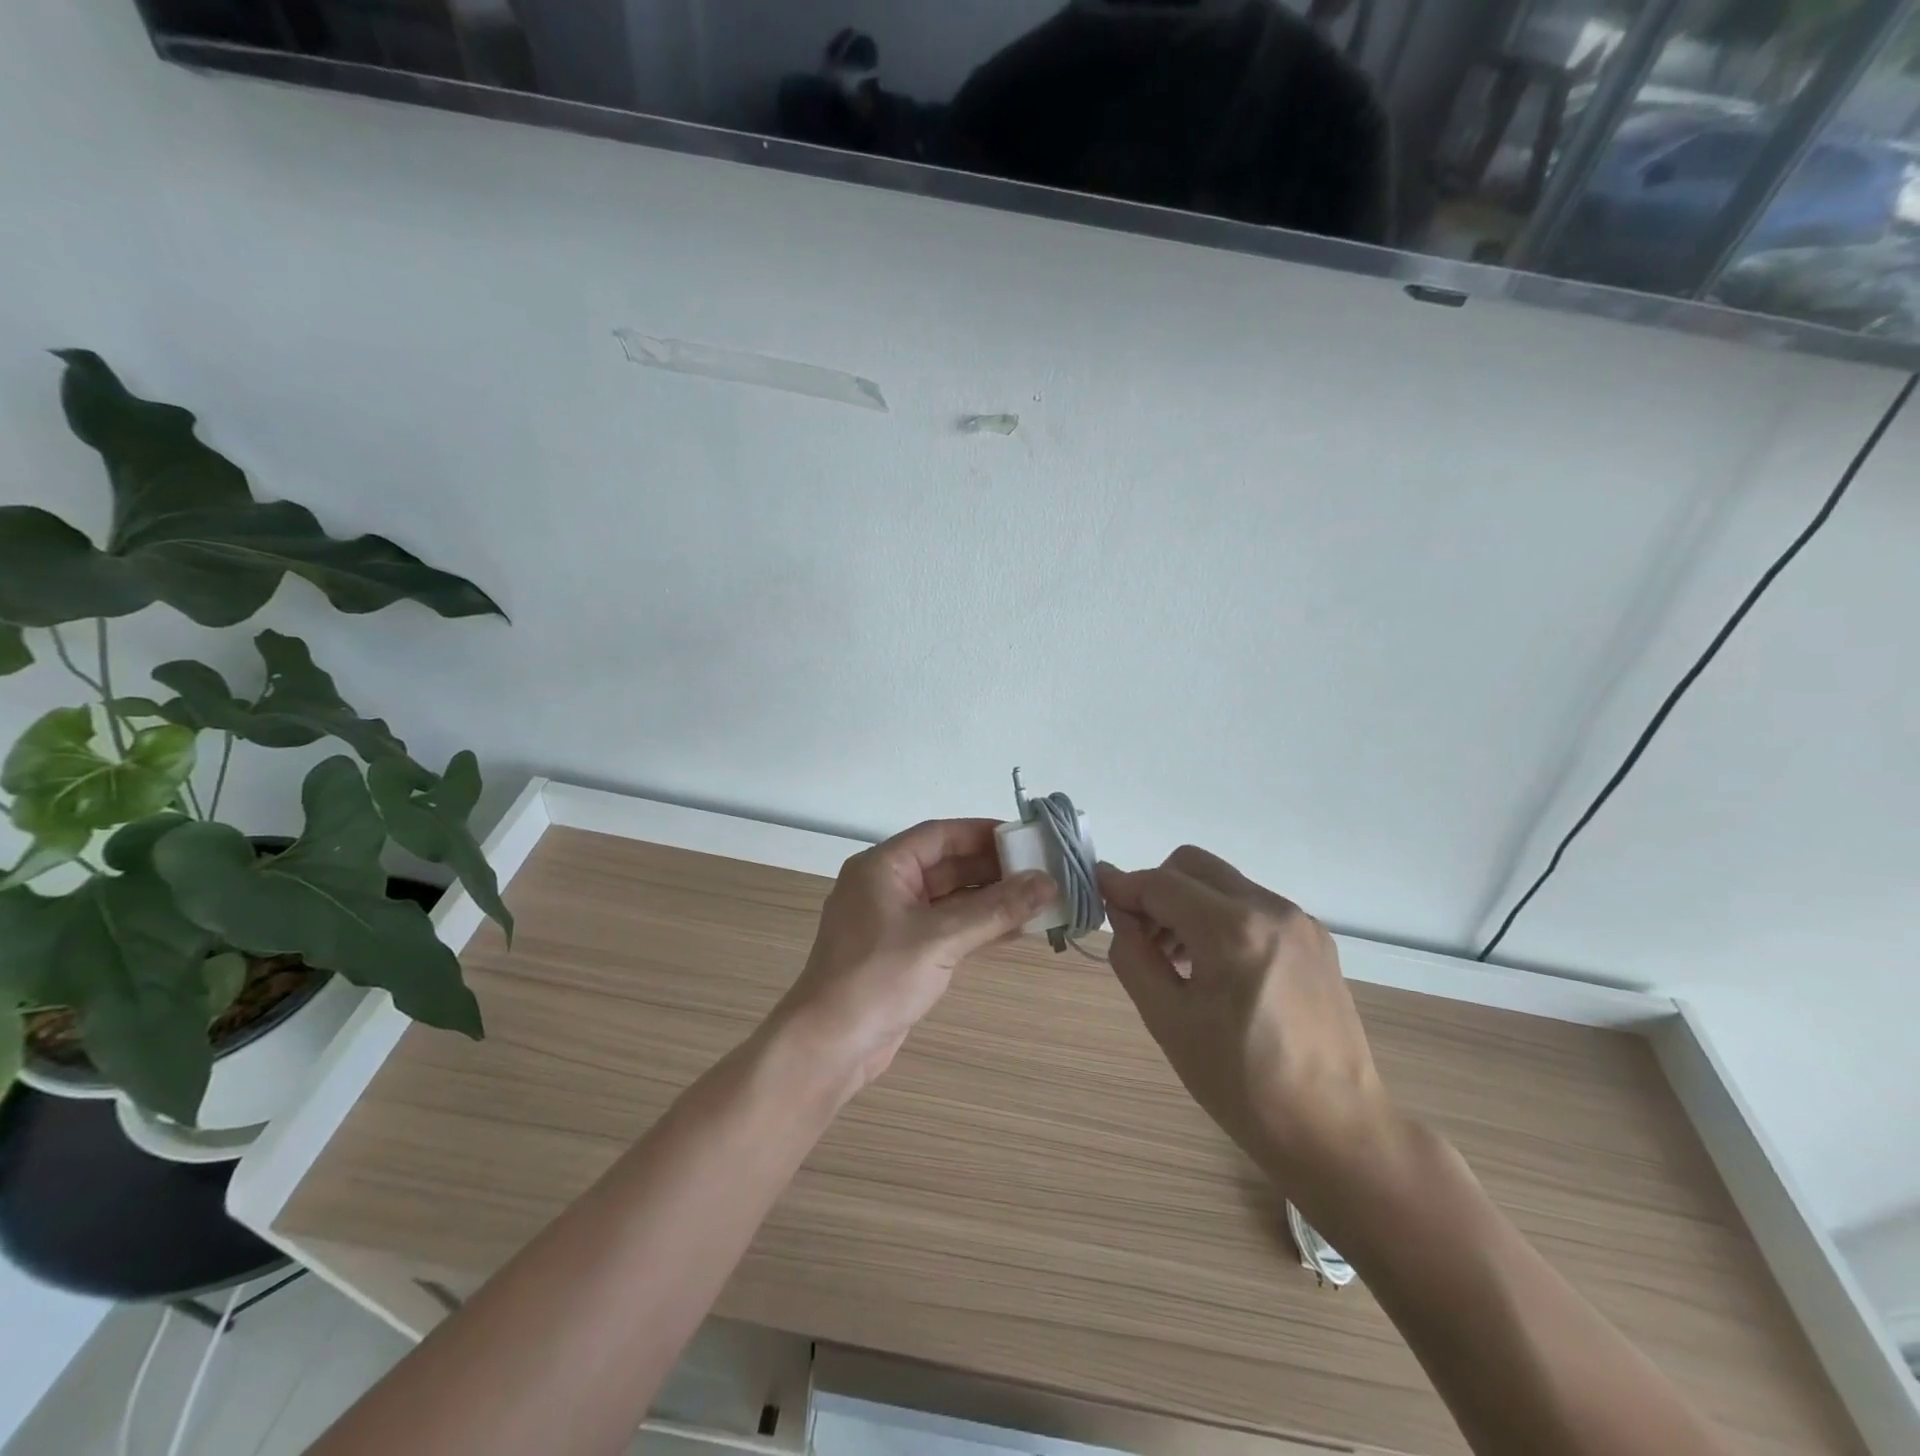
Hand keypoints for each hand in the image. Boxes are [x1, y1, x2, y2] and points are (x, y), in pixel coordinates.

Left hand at [776, 819, 1053, 1089]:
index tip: (1026, 837)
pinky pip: (947, 927)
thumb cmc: (878, 978)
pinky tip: (1015, 931)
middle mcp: (886, 886)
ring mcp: (893, 921)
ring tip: (1039, 901)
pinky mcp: (903, 952)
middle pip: (947, 865)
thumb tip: (1047, 882)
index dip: (984, 833)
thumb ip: (996, 909)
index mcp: (883, 867)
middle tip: (1043, 872)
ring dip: (991, 900)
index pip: (940, 835)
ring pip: (950, 899)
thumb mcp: (941, 939)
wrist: (829, 1046)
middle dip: (994, 870)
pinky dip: (978, 927)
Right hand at [1097, 847, 1401, 1205]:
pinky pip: (1252, 905)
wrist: (1336, 1129)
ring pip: (1223, 883)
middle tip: (1141, 935)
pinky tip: (1217, 969)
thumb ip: (1132, 955)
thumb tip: (1118, 912)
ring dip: (1188, 903)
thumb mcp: (1167, 1021)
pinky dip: (1221, 918)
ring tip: (1176, 959)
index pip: (1160, 884)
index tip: (1097, 895)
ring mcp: (1299, 921)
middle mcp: (1270, 909)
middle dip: (1156, 888)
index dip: (1122, 886)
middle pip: (1192, 866)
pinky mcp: (1315, 938)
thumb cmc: (1241, 1083)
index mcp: (1232, 931)